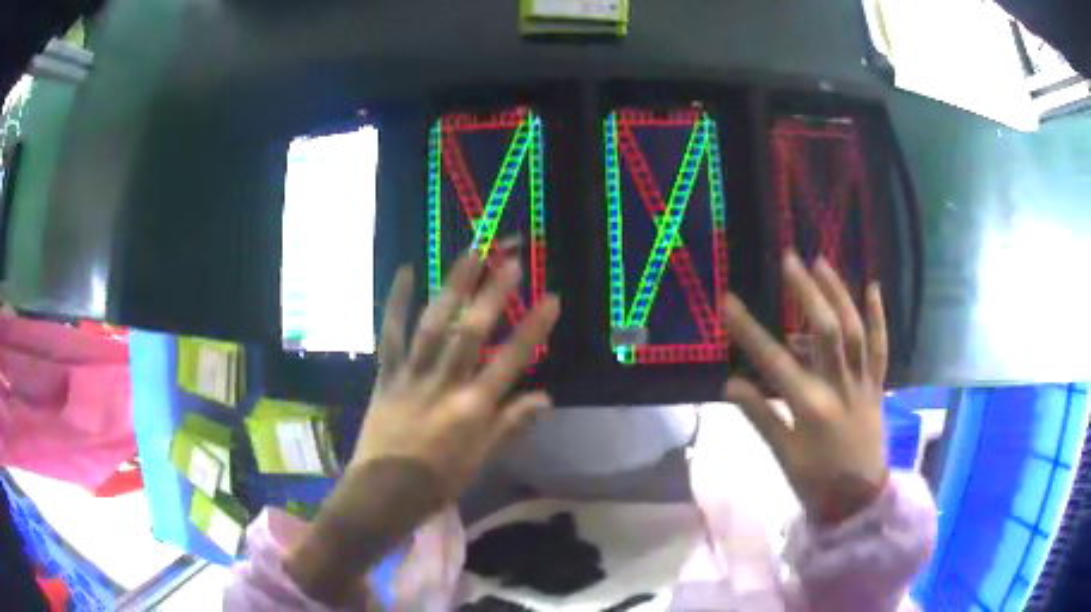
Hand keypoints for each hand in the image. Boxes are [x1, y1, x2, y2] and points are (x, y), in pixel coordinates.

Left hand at [355, 248, 558, 499]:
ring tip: (469, 254)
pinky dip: (397, 303)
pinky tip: (407, 272)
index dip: (533, 329)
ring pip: (434, 325)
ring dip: (452, 288)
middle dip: (493, 295)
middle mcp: (444, 385)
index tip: (551, 299)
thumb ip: (510, 426)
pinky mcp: (387, 375)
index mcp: (473, 410)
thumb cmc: (437, 483)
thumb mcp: (481, 461)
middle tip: (510, 260)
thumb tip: (545, 397)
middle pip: (470, 333)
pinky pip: (391, 335)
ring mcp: (412, 376)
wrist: (382, 493)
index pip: (510, 362)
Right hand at [722, 253, 887, 524]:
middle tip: (790, 260)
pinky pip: (880, 347)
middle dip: (807, 292)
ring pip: (854, 331)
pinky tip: (873, 287)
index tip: (729, 302)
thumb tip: (729, 384)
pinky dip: (878, 316)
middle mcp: (839, 387)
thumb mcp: (782, 456)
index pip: (774, 361)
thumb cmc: (816, 482)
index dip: (749, 330)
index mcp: (810, 407)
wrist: (859, 499)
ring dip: (839, 294)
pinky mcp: (877, 385)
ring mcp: (862, 383)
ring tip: (822, 263)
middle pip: (824, 331)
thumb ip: (760, 416)